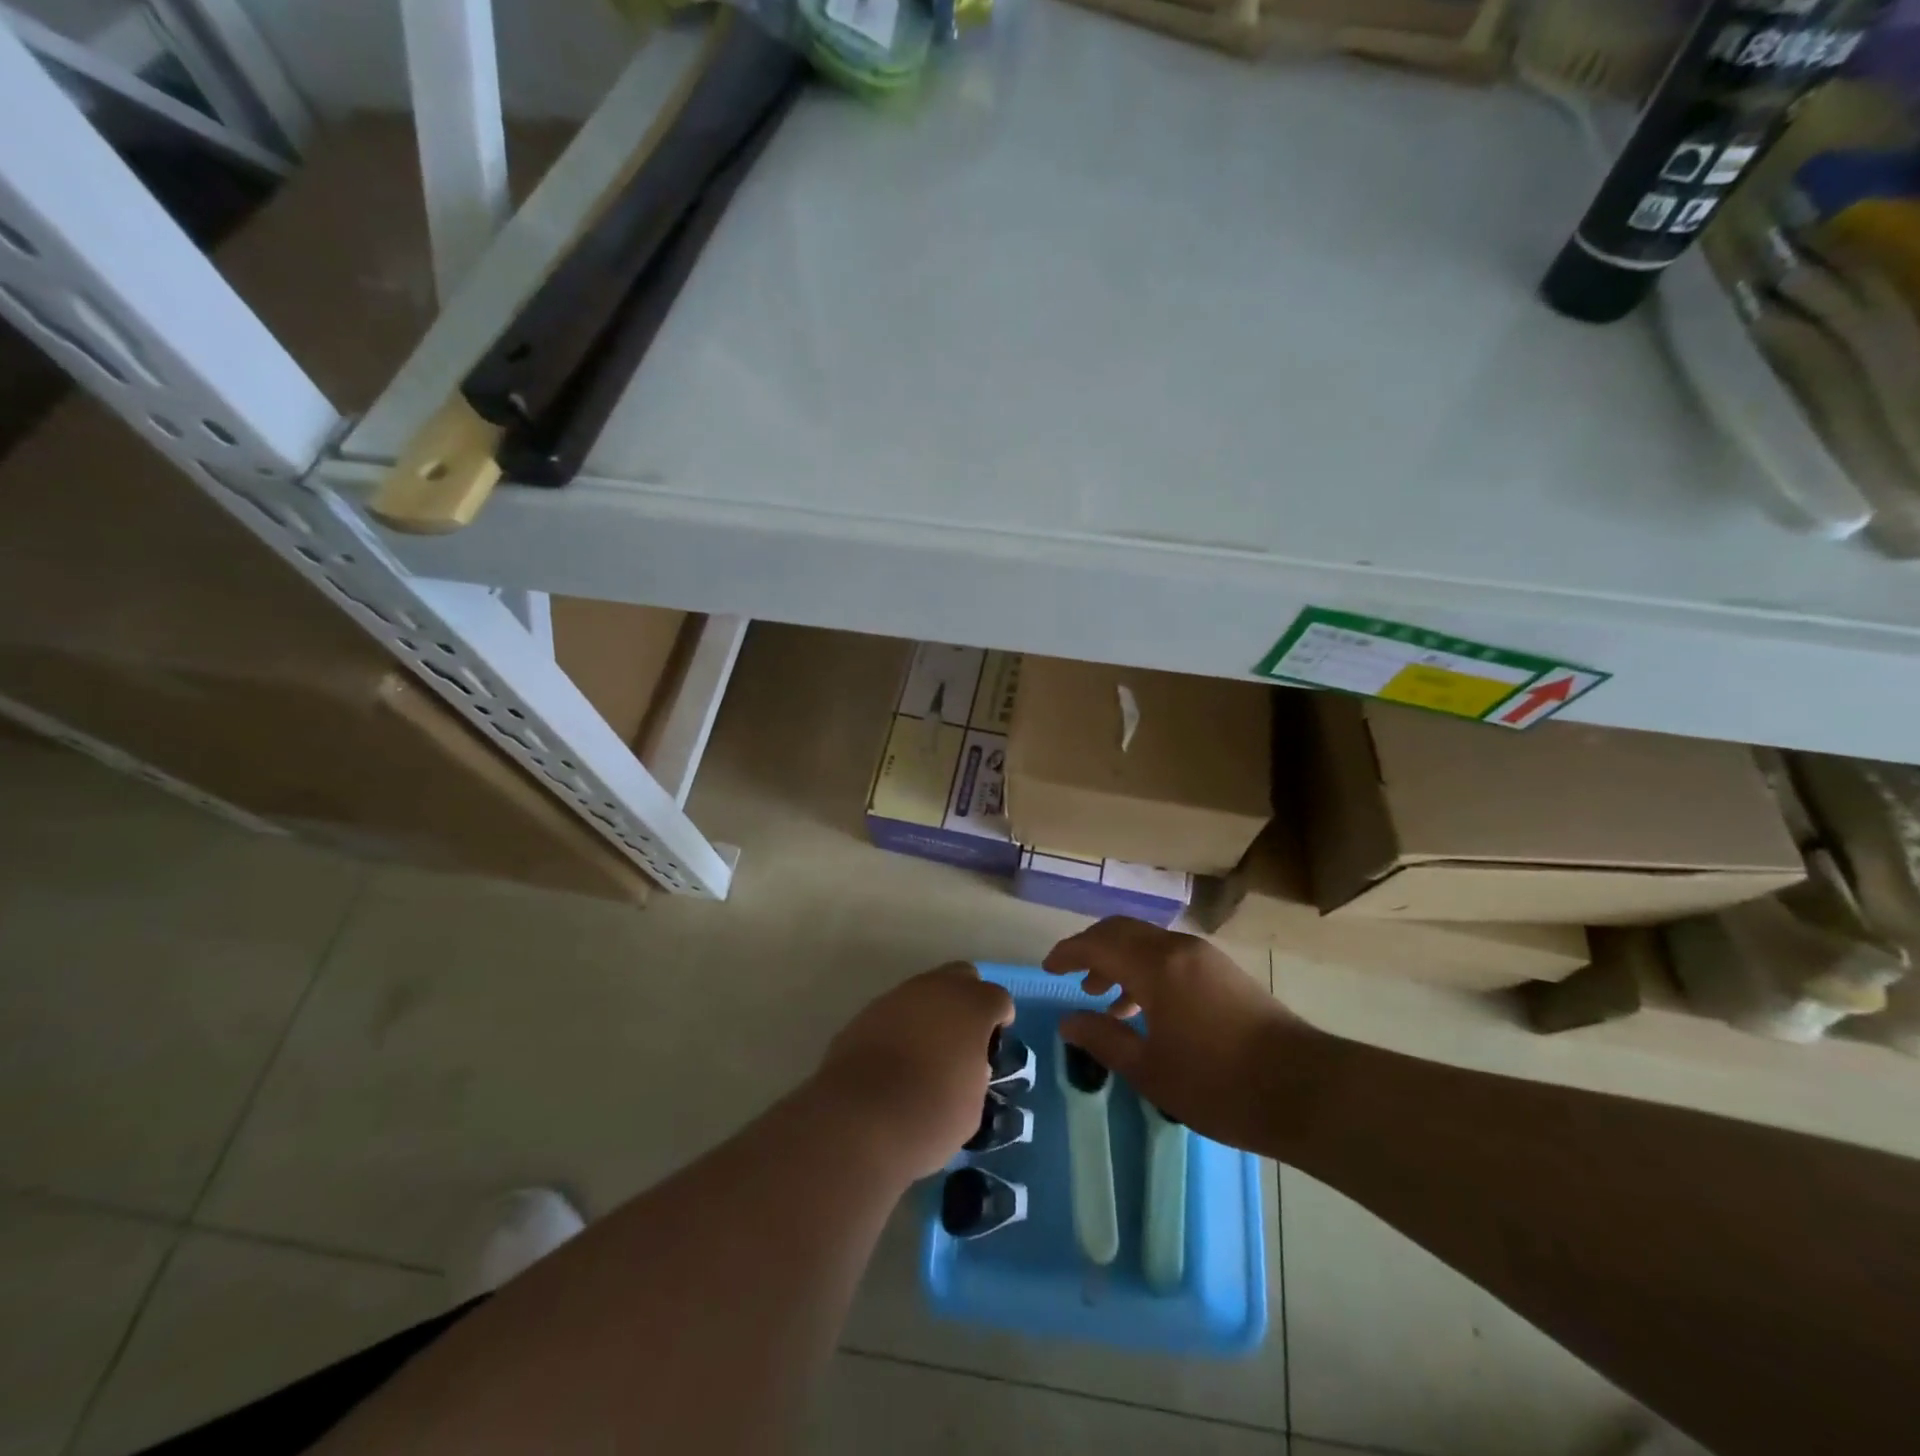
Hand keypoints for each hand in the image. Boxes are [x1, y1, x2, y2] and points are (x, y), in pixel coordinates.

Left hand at [816, 963, 1015, 1180]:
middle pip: (961, 977)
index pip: (998, 998)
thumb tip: (967, 1067)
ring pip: (924, 991)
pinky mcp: (866, 1012)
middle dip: (966, 1000)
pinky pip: (895, 1010)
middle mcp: (935, 989)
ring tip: (927, 1053)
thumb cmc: (930, 1115)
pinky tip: (896, 1059)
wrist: (858, 1119)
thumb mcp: (973, 1105)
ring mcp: (897, 996)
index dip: (1000, 1021)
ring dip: (931, 1012)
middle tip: (963, 1039)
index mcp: (972, 1006)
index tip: (994, 1048)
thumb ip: (976, 1074)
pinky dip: (902, 1026)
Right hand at [1044, 918, 1317, 1154]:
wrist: (1307, 1090)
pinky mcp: (1223, 972)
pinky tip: (1144, 1010)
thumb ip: (1103, 1040)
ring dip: (1120, 961)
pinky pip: (1170, 957)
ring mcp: (1204, 958)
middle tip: (1071, 977)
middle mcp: (1177, 949)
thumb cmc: (1220, 1085)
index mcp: (1156, 966)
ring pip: (1147, 943)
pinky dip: (1145, 970)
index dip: (1067, 953)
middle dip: (1092, 949)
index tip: (1047, 968)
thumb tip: (1067, 1021)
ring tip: (1104, 1000)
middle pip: (1122, 932)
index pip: (1097, 944)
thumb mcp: (1150, 1070)